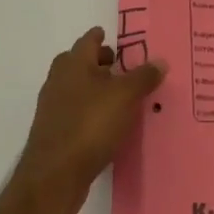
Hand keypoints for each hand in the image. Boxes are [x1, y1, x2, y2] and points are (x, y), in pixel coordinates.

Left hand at [14, 28, 164, 213]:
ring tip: (121, 96)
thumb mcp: (125, 97)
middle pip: (79, 63)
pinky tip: (108, 123)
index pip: (88, 40)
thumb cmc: (90, 125)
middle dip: (98, 62)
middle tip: (121, 65)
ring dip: (95, 88)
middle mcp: (59, 81)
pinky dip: (91, 111)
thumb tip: (160, 61)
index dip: (101, 36)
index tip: (114, 37)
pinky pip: (76, 112)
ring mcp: (53, 109)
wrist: (53, 177)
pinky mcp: (54, 133)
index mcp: (73, 64)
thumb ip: (143, 77)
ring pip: (77, 89)